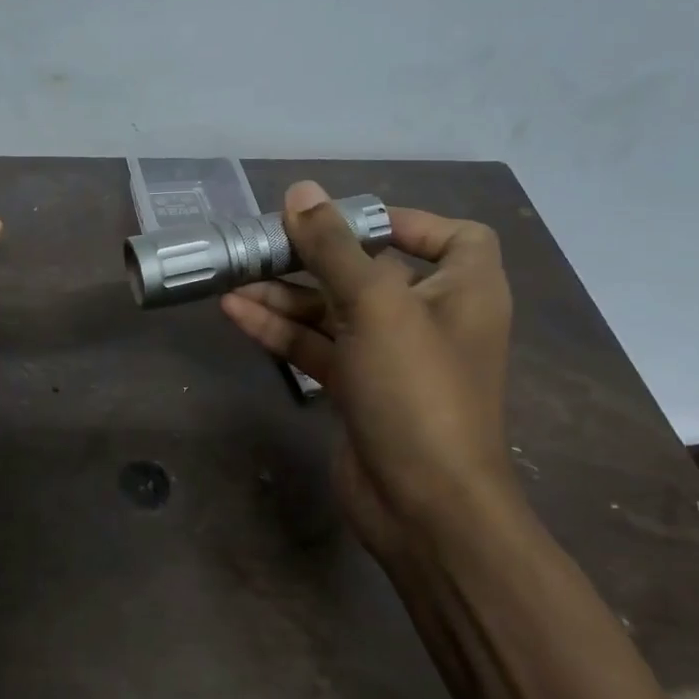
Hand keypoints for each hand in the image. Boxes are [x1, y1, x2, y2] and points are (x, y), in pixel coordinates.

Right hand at [220, 181, 516, 557]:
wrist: (424, 506)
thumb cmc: (417, 391)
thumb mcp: (376, 306)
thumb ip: (334, 247)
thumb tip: (301, 191)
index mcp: (464, 290)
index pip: (451, 236)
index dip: (403, 220)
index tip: (345, 219)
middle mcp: (431, 317)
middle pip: (370, 270)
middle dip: (317, 256)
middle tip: (264, 242)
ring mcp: (391, 357)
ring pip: (334, 310)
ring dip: (286, 294)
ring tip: (234, 277)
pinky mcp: (357, 388)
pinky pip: (317, 345)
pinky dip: (281, 330)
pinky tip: (236, 312)